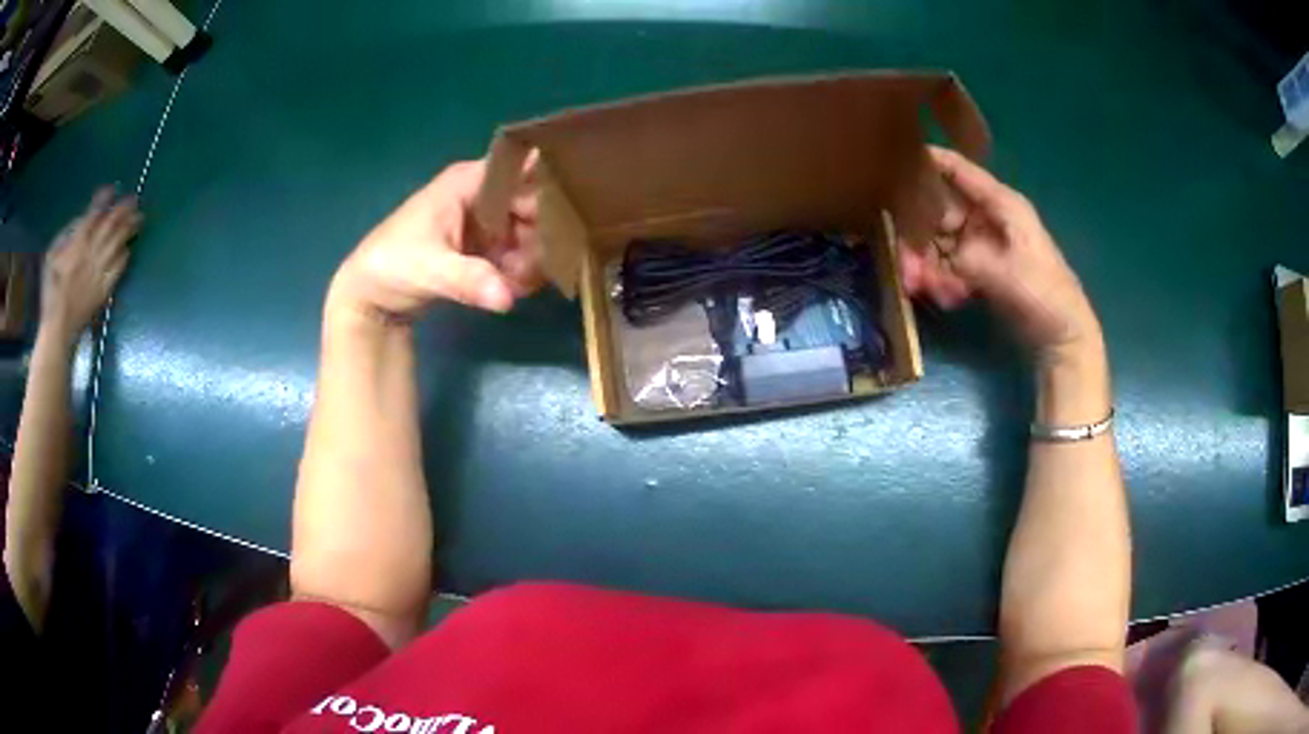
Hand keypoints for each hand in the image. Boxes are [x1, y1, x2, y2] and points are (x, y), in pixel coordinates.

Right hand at [41, 187, 139, 340]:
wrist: (58, 329)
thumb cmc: (50, 292)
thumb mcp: (51, 257)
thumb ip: (64, 236)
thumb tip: (78, 223)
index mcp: (76, 244)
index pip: (93, 215)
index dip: (103, 200)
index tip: (112, 189)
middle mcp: (91, 254)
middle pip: (111, 225)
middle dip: (123, 210)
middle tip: (134, 199)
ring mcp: (99, 272)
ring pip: (118, 243)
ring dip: (129, 229)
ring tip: (139, 217)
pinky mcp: (104, 290)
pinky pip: (118, 268)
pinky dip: (124, 255)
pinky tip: (129, 248)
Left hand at [328, 159, 540, 322]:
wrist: (370, 297)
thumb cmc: (392, 265)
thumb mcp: (429, 269)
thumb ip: (468, 279)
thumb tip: (506, 298)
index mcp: (468, 183)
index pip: (520, 169)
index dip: (547, 185)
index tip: (563, 218)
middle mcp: (482, 196)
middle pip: (533, 203)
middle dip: (541, 235)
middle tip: (538, 266)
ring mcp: (485, 222)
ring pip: (529, 231)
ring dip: (531, 259)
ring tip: (516, 285)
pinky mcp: (484, 247)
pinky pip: (516, 253)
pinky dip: (519, 272)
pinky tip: (508, 291)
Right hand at [899, 147, 1100, 360]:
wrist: (1062, 336)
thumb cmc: (1042, 293)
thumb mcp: (1004, 272)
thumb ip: (963, 259)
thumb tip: (929, 261)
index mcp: (1000, 205)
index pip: (959, 171)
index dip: (928, 160)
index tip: (893, 158)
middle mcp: (987, 219)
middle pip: (939, 213)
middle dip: (916, 236)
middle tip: (904, 265)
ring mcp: (983, 246)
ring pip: (940, 244)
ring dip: (927, 265)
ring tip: (919, 289)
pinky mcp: (981, 271)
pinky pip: (949, 269)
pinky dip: (941, 282)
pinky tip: (946, 300)